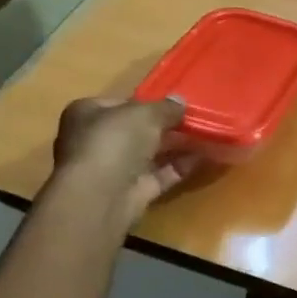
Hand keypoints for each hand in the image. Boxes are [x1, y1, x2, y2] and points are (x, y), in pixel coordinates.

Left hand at [51, 96, 198, 223]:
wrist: (102, 195)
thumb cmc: (115, 140)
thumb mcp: (146, 113)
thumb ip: (166, 107)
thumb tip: (180, 102)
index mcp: (87, 114)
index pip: (120, 104)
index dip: (148, 102)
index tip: (175, 104)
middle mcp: (97, 140)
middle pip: (137, 130)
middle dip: (167, 126)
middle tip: (197, 119)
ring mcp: (114, 168)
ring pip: (151, 153)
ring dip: (178, 145)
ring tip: (208, 135)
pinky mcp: (132, 191)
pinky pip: (162, 174)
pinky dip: (182, 166)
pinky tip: (207, 156)